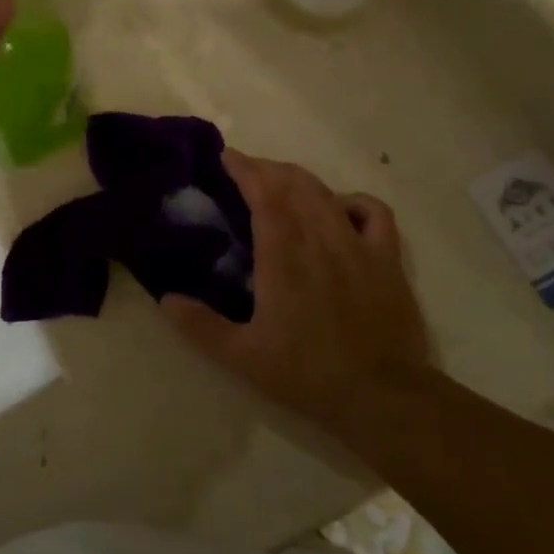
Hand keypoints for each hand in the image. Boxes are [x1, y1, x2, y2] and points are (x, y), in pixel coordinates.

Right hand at [162, 151, 430, 436]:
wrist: (384, 397)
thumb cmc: (309, 374)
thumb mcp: (243, 357)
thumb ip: (200, 326)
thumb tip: (164, 298)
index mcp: (284, 256)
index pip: (264, 193)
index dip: (244, 168)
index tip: (225, 156)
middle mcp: (320, 239)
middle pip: (293, 183)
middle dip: (266, 168)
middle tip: (243, 170)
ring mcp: (358, 245)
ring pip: (326, 191)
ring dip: (298, 178)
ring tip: (278, 181)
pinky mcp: (388, 258)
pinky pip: (373, 211)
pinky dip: (350, 200)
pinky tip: (337, 207)